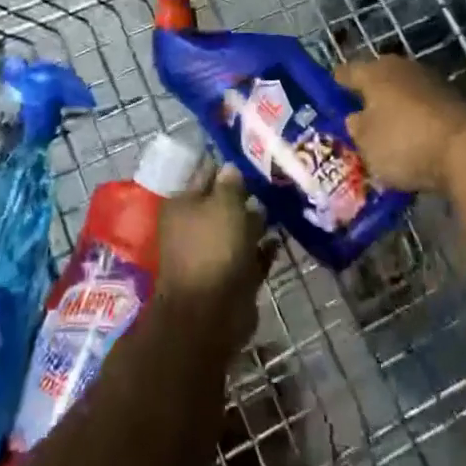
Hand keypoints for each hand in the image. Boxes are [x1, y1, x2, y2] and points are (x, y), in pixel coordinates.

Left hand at [156, 165, 270, 356]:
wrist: (211, 313)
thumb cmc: (213, 248)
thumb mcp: (223, 205)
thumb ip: (230, 184)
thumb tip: (231, 167)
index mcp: (183, 204)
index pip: (206, 174)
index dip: (227, 165)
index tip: (253, 153)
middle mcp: (195, 226)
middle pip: (223, 203)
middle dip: (246, 195)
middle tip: (274, 180)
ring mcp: (213, 253)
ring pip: (238, 230)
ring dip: (257, 222)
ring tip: (281, 206)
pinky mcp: (232, 277)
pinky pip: (250, 257)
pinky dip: (263, 250)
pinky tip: (279, 239)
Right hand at [336, 54, 465, 193]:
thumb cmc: (405, 141)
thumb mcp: (366, 142)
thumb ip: (356, 128)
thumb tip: (357, 119)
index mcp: (374, 71)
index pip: (346, 72)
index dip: (335, 85)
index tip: (328, 97)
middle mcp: (402, 68)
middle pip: (377, 80)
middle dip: (368, 97)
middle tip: (356, 118)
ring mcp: (432, 82)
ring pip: (403, 94)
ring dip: (395, 109)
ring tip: (385, 133)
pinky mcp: (455, 101)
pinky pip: (424, 110)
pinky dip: (417, 122)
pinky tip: (414, 141)